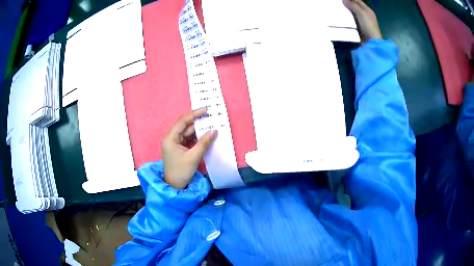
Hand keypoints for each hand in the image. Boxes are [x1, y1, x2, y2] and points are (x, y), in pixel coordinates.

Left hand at [162, 108, 216, 188]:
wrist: (174, 186)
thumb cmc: (181, 172)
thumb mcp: (193, 157)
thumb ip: (204, 143)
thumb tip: (214, 131)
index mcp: (170, 138)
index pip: (182, 121)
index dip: (194, 114)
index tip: (206, 110)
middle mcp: (171, 138)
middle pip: (186, 127)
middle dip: (199, 123)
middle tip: (212, 118)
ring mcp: (175, 143)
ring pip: (188, 133)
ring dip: (199, 131)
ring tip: (212, 126)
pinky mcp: (179, 148)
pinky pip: (189, 139)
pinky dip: (197, 138)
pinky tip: (207, 137)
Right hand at [343, 0, 382, 41]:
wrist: (372, 43)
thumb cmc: (368, 26)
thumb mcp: (361, 13)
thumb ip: (353, 5)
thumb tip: (344, 0)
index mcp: (368, 10)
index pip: (358, 0)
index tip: (342, 0)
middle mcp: (365, 15)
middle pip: (355, 6)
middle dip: (348, 4)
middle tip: (340, 3)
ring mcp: (363, 22)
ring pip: (353, 13)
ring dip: (347, 11)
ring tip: (339, 9)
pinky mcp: (359, 28)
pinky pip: (352, 20)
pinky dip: (348, 18)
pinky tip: (343, 17)